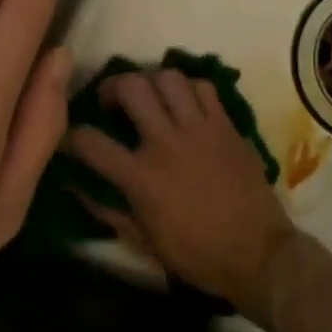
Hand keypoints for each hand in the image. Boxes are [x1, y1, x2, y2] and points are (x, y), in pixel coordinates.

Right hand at [66, 70, 296, 319]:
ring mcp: (200, 129)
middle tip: (113, 102)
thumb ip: (107, 210)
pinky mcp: (226, 125)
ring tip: (150, 97)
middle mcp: (166, 143)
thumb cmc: (197, 254)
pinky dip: (189, 89)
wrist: (258, 254)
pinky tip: (185, 105)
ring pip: (168, 77)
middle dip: (112, 87)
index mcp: (141, 177)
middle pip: (131, 87)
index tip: (74, 139)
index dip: (73, 136)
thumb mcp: (143, 241)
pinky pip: (204, 87)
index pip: (91, 142)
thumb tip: (75, 186)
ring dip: (151, 82)